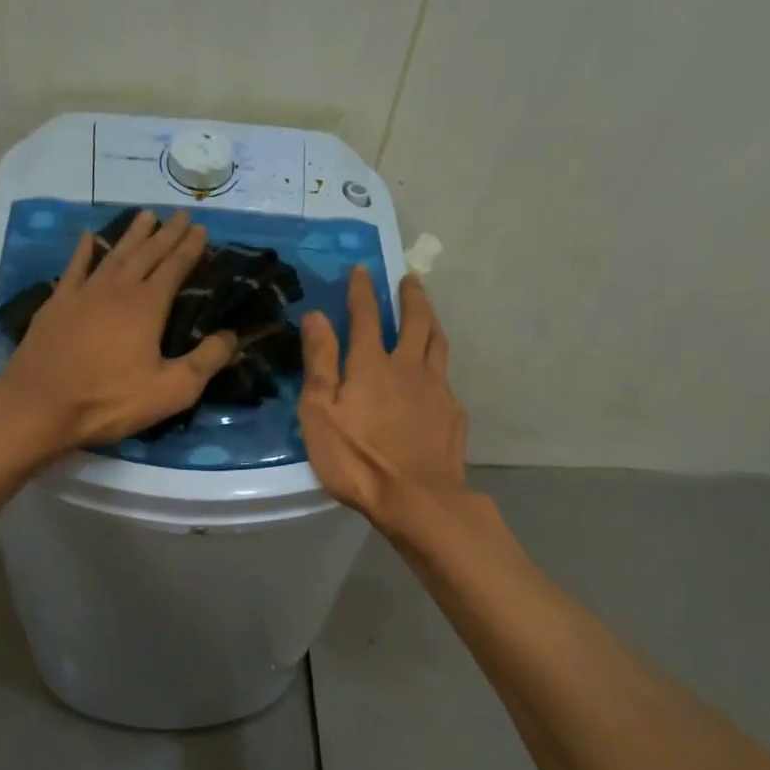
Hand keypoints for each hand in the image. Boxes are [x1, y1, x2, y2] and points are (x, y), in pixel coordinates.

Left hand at [0, 210, 236, 452]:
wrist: (40, 406)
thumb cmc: (109, 401)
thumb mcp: (170, 391)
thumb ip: (205, 362)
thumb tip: (231, 335)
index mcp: (147, 306)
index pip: (174, 268)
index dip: (189, 248)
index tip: (201, 229)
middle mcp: (117, 290)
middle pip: (146, 254)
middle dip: (166, 234)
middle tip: (179, 215)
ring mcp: (83, 294)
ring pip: (113, 255)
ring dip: (131, 235)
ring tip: (145, 216)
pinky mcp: (56, 304)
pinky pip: (74, 268)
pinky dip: (84, 251)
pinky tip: (89, 237)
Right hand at [299, 267, 466, 527]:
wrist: (417, 499)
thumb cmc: (358, 460)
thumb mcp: (320, 413)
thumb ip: (319, 363)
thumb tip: (316, 316)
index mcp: (371, 364)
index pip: (367, 315)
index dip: (362, 291)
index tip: (362, 269)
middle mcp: (408, 367)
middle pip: (415, 321)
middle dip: (410, 296)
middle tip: (410, 278)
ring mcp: (437, 389)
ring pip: (438, 343)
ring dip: (432, 320)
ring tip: (428, 311)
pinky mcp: (453, 413)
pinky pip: (446, 378)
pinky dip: (439, 365)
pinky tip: (436, 374)